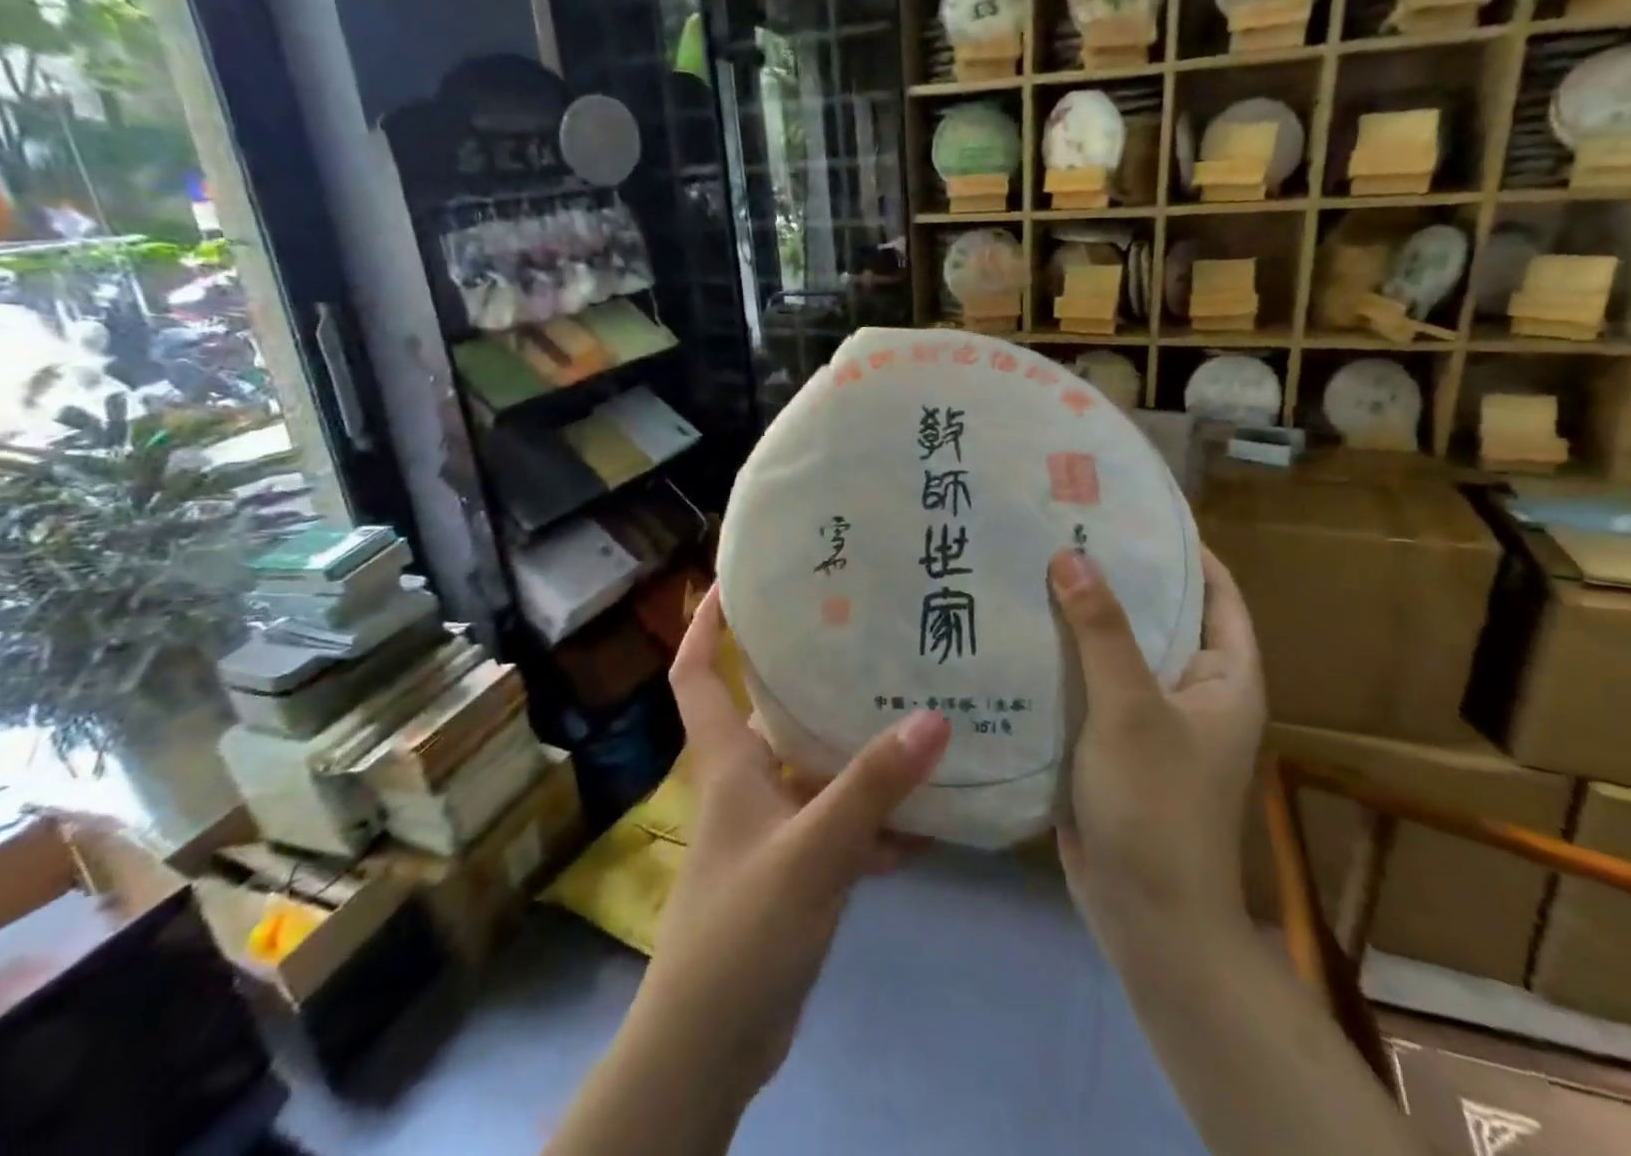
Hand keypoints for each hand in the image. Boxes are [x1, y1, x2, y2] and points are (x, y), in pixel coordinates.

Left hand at [640, 585, 951, 1096]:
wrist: (712, 1046)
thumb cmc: (742, 929)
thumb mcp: (812, 851)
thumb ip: (871, 787)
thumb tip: (933, 717)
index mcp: (728, 762)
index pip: (696, 675)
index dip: (705, 626)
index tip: (733, 583)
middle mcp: (745, 783)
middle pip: (771, 712)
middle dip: (810, 677)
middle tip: (865, 639)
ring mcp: (770, 828)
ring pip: (814, 770)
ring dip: (856, 754)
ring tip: (913, 716)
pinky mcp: (794, 869)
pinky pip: (837, 825)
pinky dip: (872, 821)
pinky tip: (924, 821)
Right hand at [1048, 546, 1265, 956]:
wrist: (1143, 916)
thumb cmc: (1157, 806)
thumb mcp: (1132, 709)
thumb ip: (1102, 631)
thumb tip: (1071, 554)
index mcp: (1223, 675)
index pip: (1213, 589)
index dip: (1179, 546)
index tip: (1127, 507)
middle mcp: (1189, 687)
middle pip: (1155, 613)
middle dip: (1113, 573)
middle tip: (1059, 527)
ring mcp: (1146, 714)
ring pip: (1113, 647)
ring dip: (1078, 613)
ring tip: (1027, 563)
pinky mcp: (1107, 738)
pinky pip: (1085, 681)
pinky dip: (1058, 655)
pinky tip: (1013, 627)